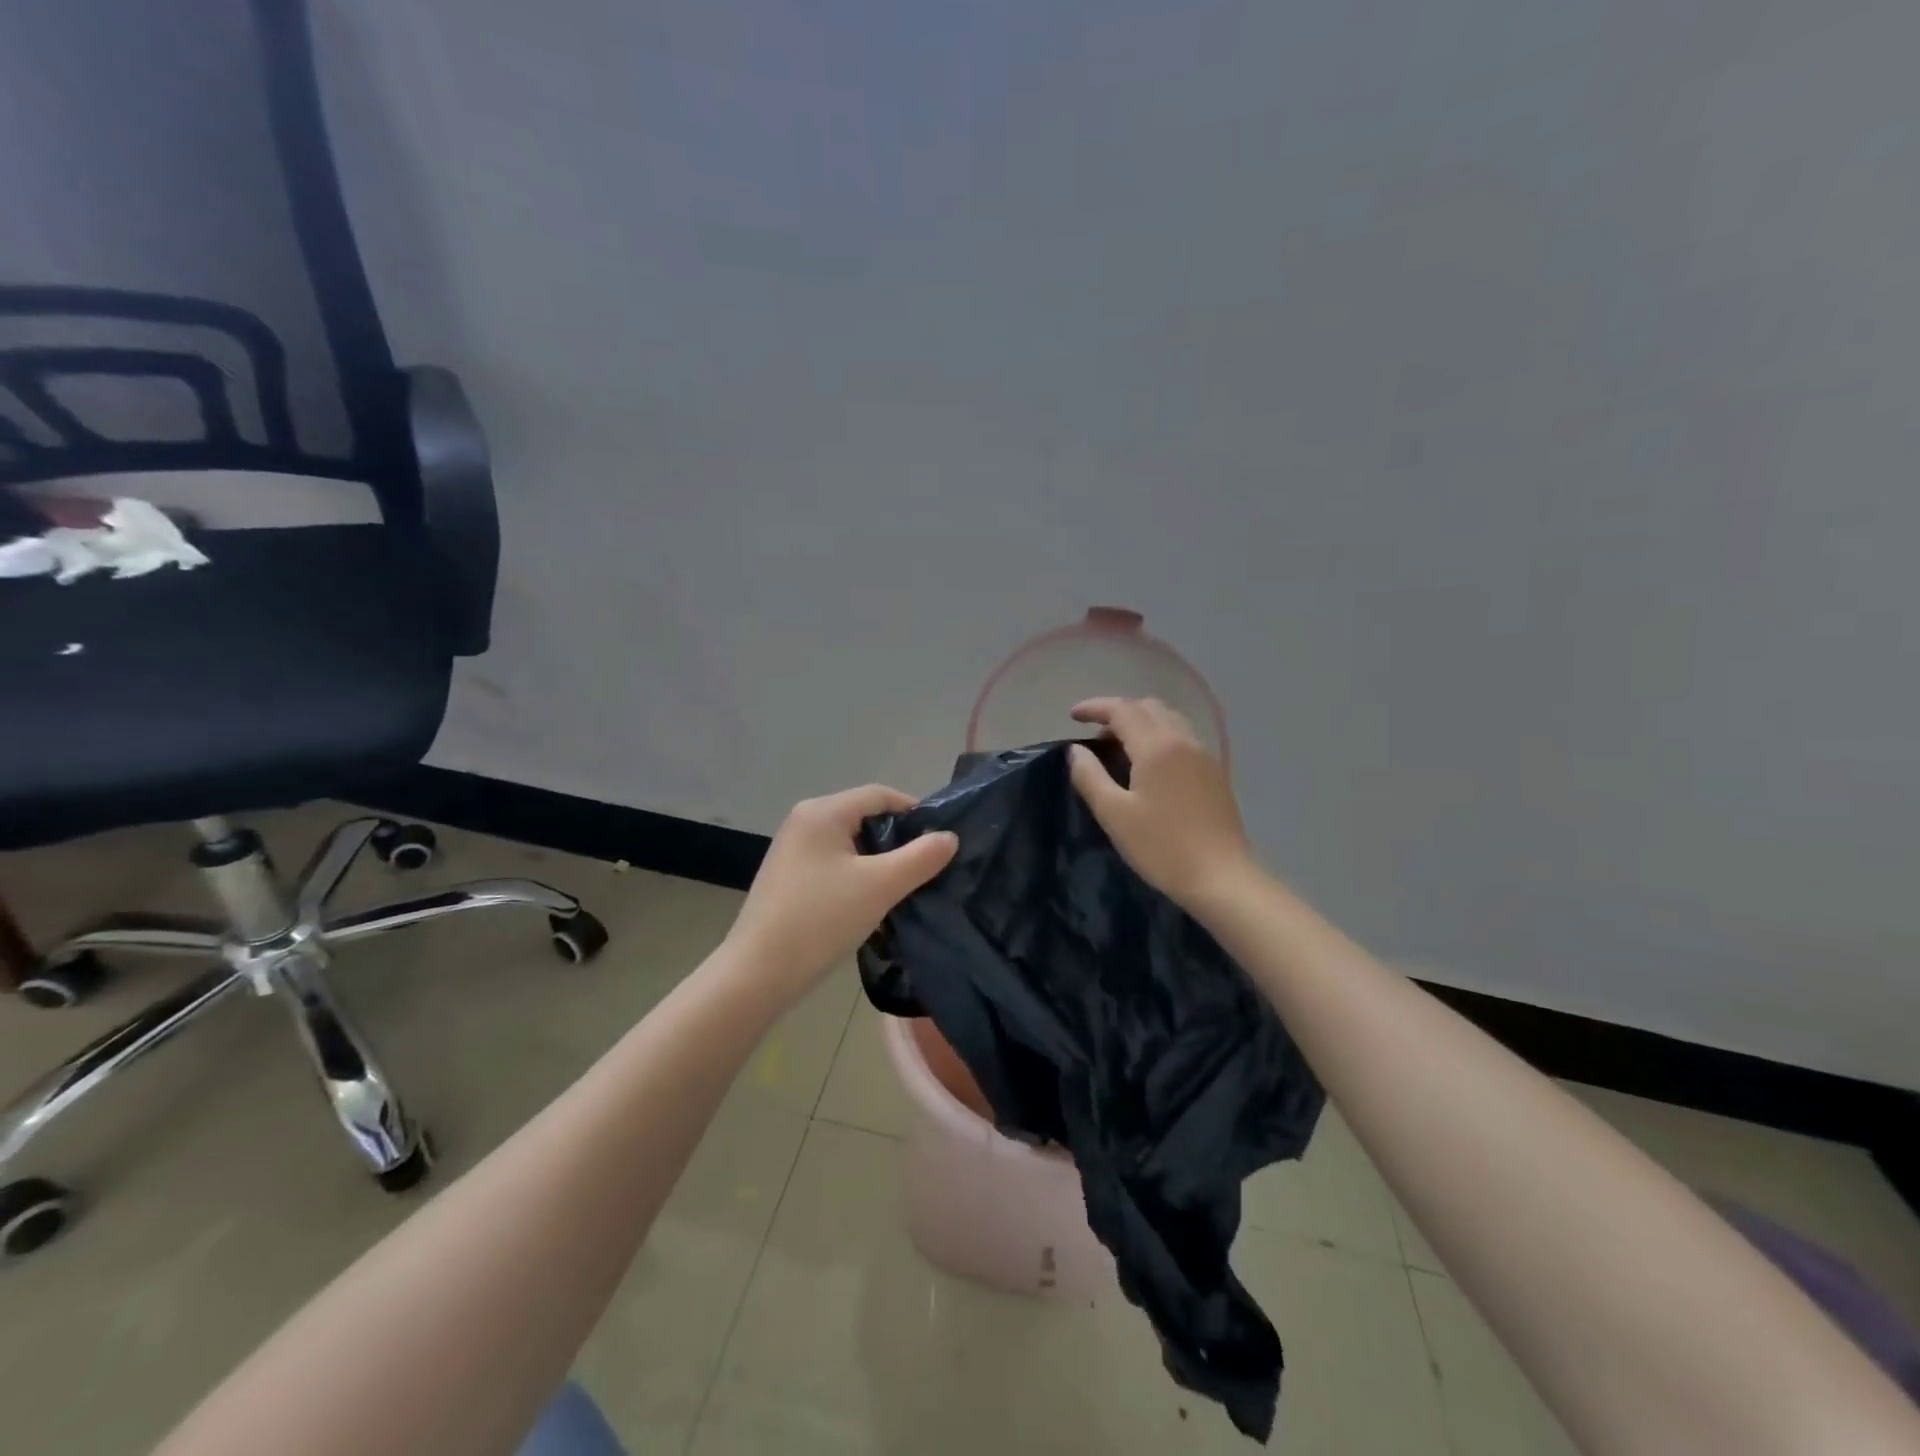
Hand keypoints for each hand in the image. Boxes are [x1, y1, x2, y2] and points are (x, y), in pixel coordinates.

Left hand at [725, 785, 957, 1001]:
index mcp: (822, 812)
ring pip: (849, 843)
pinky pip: (833, 863)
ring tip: (903, 886)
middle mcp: (804, 821)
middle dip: (897, 839)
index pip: (879, 795)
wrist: (758, 973)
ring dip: (878, 860)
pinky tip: (870, 901)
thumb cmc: (821, 920)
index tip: (941, 839)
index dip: (914, 811)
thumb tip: (948, 837)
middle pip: (863, 817)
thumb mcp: (880, 886)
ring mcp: (792, 850)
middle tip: (926, 866)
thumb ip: (921, 858)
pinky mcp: (788, 877)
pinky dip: (857, 874)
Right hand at [1068, 697, 1259, 911]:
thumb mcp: (1114, 814)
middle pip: (1148, 707)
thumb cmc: (1161, 846)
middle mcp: (1183, 741)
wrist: (1221, 877)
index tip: (1072, 716)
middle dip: (1118, 712)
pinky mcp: (1214, 773)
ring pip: (1169, 720)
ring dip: (1141, 722)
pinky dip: (1159, 736)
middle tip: (1095, 736)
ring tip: (1120, 748)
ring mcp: (1204, 756)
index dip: (1094, 707)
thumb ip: (1090, 776)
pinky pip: (1183, 737)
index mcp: (1156, 746)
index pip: (1122, 710)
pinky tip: (1150, 766)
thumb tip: (1076, 750)